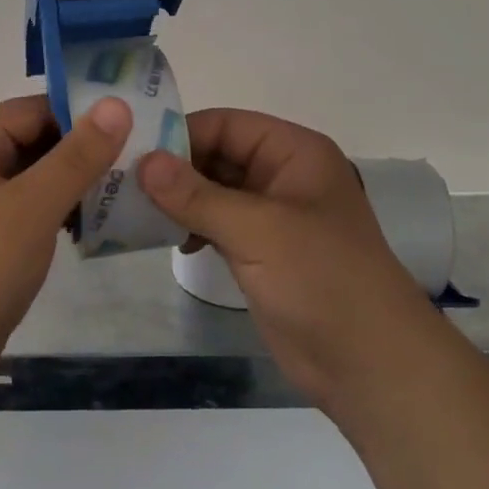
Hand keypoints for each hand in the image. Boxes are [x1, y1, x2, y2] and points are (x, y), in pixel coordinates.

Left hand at [0, 93, 132, 364]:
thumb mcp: (34, 205)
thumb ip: (77, 155)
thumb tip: (117, 104)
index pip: (38, 107)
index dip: (84, 114)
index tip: (136, 125)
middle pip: (40, 136)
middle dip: (86, 148)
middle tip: (140, 158)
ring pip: (41, 169)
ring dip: (79, 178)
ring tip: (129, 186)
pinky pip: (35, 199)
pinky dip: (64, 203)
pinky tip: (98, 218)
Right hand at [138, 109, 430, 411]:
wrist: (369, 364)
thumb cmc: (321, 280)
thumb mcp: (257, 231)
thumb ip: (197, 195)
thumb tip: (144, 161)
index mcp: (294, 153)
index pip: (226, 124)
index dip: (181, 134)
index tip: (132, 153)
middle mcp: (282, 176)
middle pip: (216, 155)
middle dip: (173, 169)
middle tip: (120, 183)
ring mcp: (271, 216)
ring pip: (212, 192)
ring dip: (177, 200)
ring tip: (132, 211)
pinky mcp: (260, 252)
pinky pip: (216, 224)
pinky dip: (190, 226)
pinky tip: (166, 238)